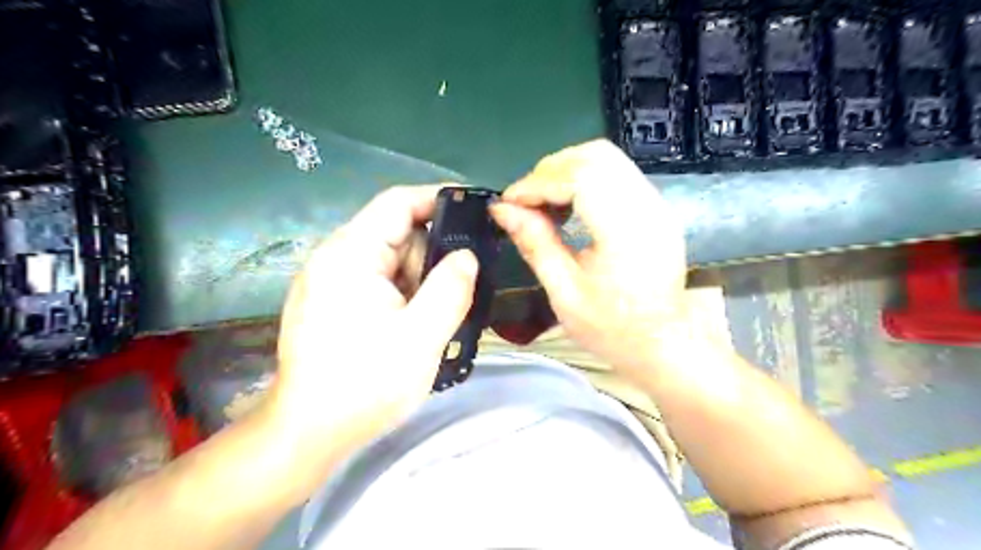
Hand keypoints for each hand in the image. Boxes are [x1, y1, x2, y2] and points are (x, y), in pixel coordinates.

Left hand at [267, 186, 476, 465]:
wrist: (308, 434)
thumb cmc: (365, 384)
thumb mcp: (422, 336)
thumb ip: (451, 288)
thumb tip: (466, 256)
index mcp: (350, 254)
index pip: (398, 203)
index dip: (438, 199)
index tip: (475, 212)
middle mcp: (334, 258)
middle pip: (395, 233)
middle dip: (431, 254)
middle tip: (458, 289)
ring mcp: (329, 281)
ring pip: (389, 260)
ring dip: (419, 279)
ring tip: (434, 316)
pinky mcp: (331, 302)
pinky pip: (377, 281)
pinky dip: (403, 293)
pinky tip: (414, 322)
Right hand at [495, 140, 693, 374]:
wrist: (663, 345)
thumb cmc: (612, 329)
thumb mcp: (565, 293)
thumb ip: (535, 244)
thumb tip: (501, 209)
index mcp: (626, 232)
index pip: (580, 177)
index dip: (538, 182)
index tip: (509, 201)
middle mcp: (648, 207)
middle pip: (596, 156)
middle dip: (551, 170)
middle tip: (525, 201)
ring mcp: (657, 204)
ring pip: (607, 159)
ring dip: (567, 171)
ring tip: (543, 203)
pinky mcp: (656, 208)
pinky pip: (616, 174)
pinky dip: (585, 180)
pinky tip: (568, 206)